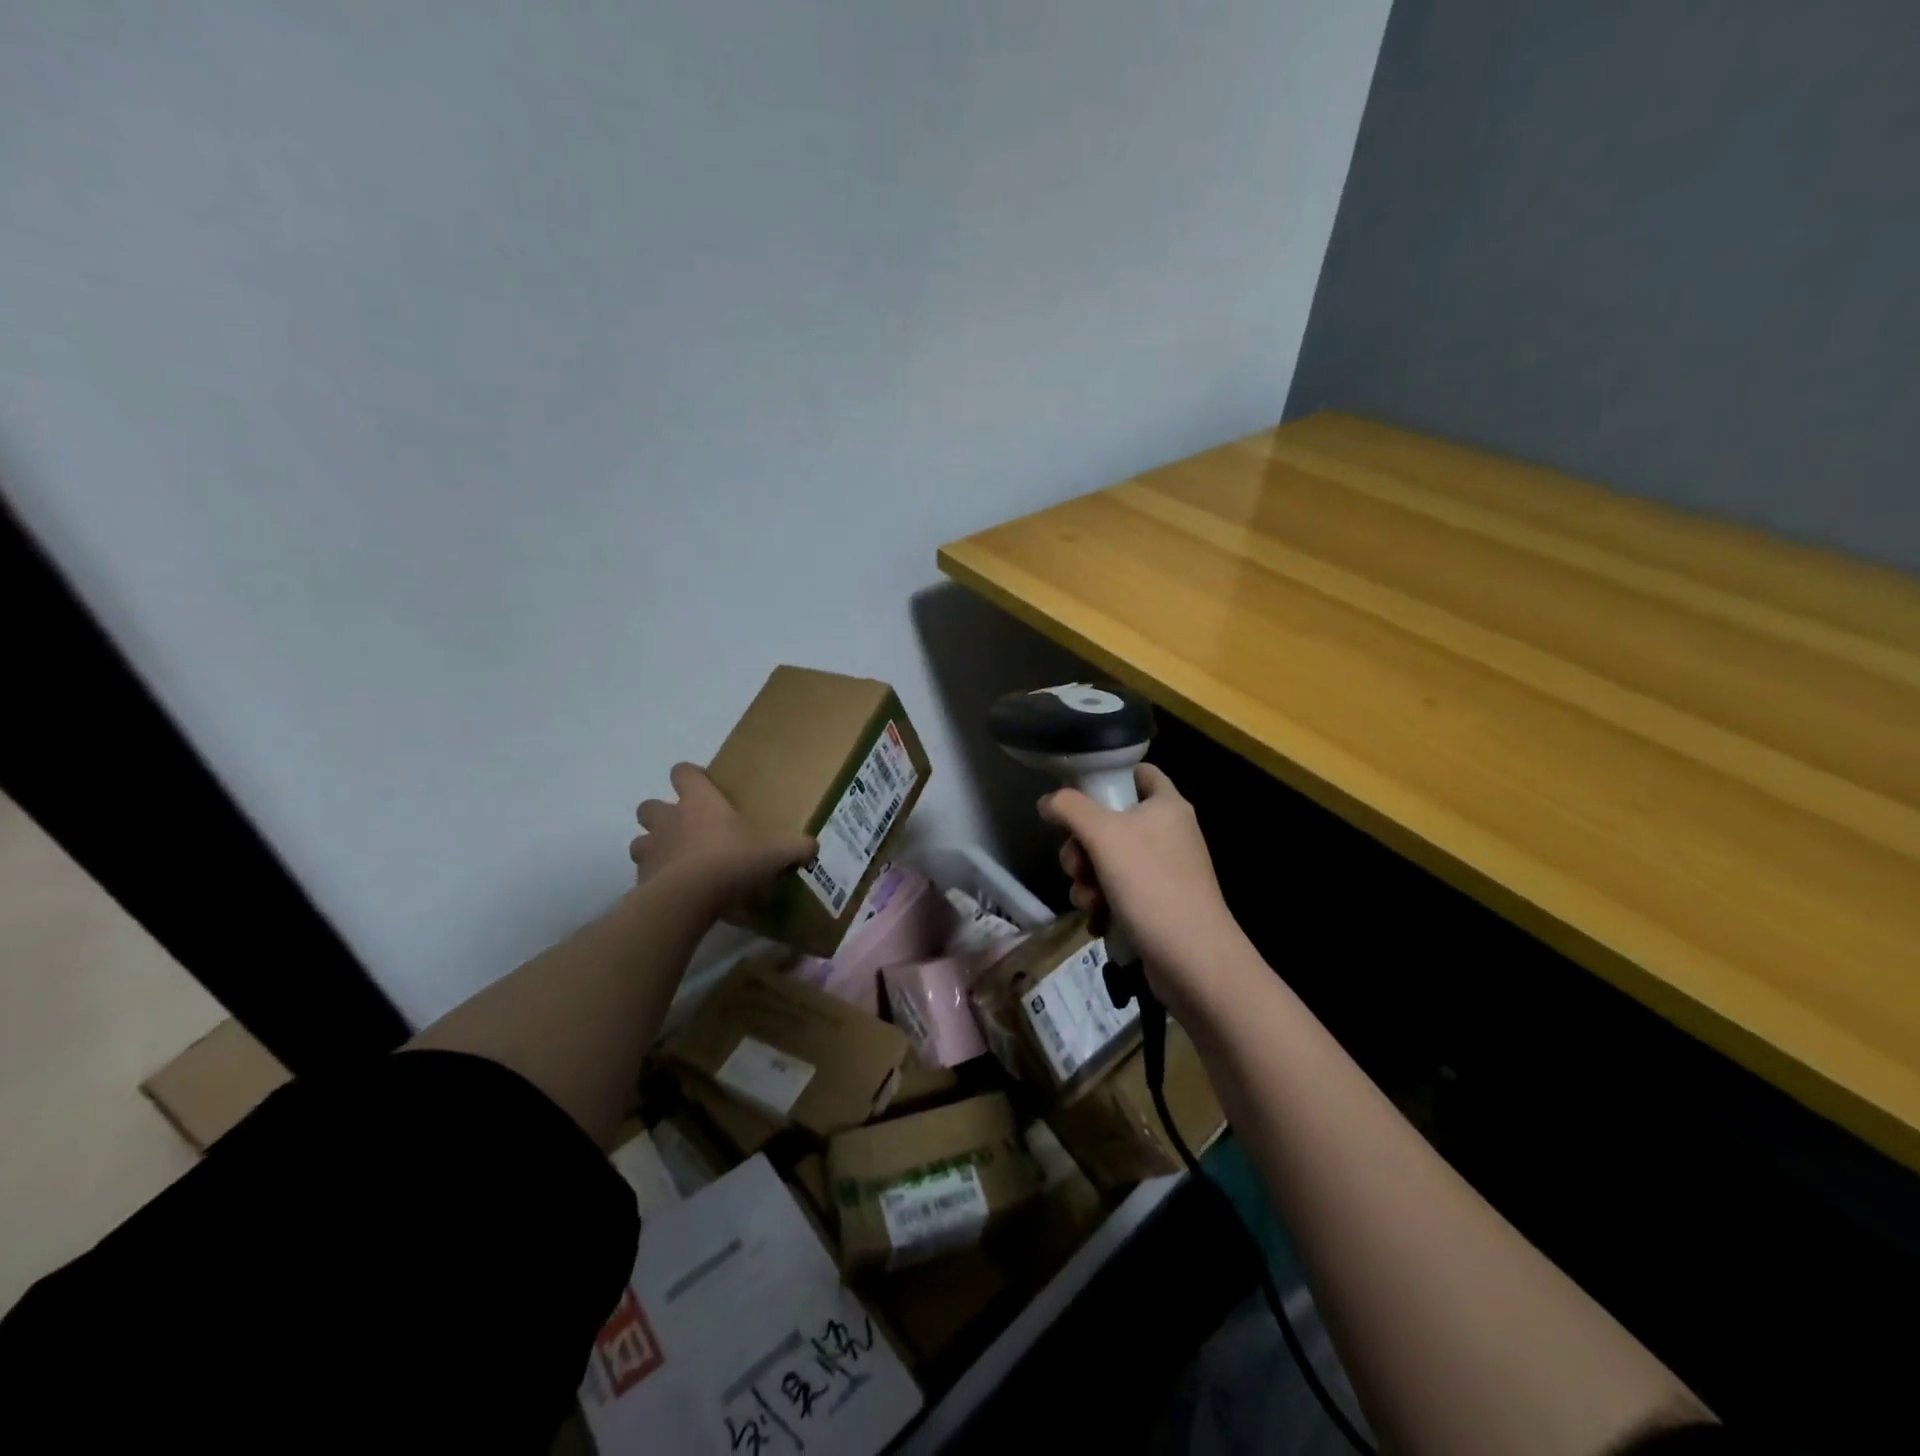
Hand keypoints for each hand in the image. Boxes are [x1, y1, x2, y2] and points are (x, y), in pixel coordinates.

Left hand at [629, 764, 816, 908]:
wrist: (688, 899)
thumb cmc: (731, 860)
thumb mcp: (774, 852)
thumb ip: (794, 847)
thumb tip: (814, 846)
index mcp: (699, 802)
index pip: (683, 772)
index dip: (690, 776)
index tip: (703, 787)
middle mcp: (669, 819)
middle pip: (649, 806)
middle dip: (662, 815)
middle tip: (686, 830)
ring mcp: (651, 850)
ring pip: (640, 841)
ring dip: (654, 848)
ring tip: (676, 863)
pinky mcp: (641, 881)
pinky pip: (644, 876)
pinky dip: (655, 881)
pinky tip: (675, 893)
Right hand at [1038, 763, 1246, 1011]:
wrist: (1192, 959)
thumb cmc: (1150, 884)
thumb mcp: (1103, 835)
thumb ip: (1070, 808)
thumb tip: (1048, 802)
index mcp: (1167, 805)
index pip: (1140, 773)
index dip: (1109, 777)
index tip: (1078, 796)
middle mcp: (1169, 833)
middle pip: (1111, 822)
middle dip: (1082, 846)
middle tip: (1076, 865)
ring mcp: (1164, 871)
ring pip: (1108, 861)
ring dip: (1087, 881)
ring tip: (1089, 901)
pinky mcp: (1158, 904)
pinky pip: (1118, 892)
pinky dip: (1103, 904)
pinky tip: (1098, 920)